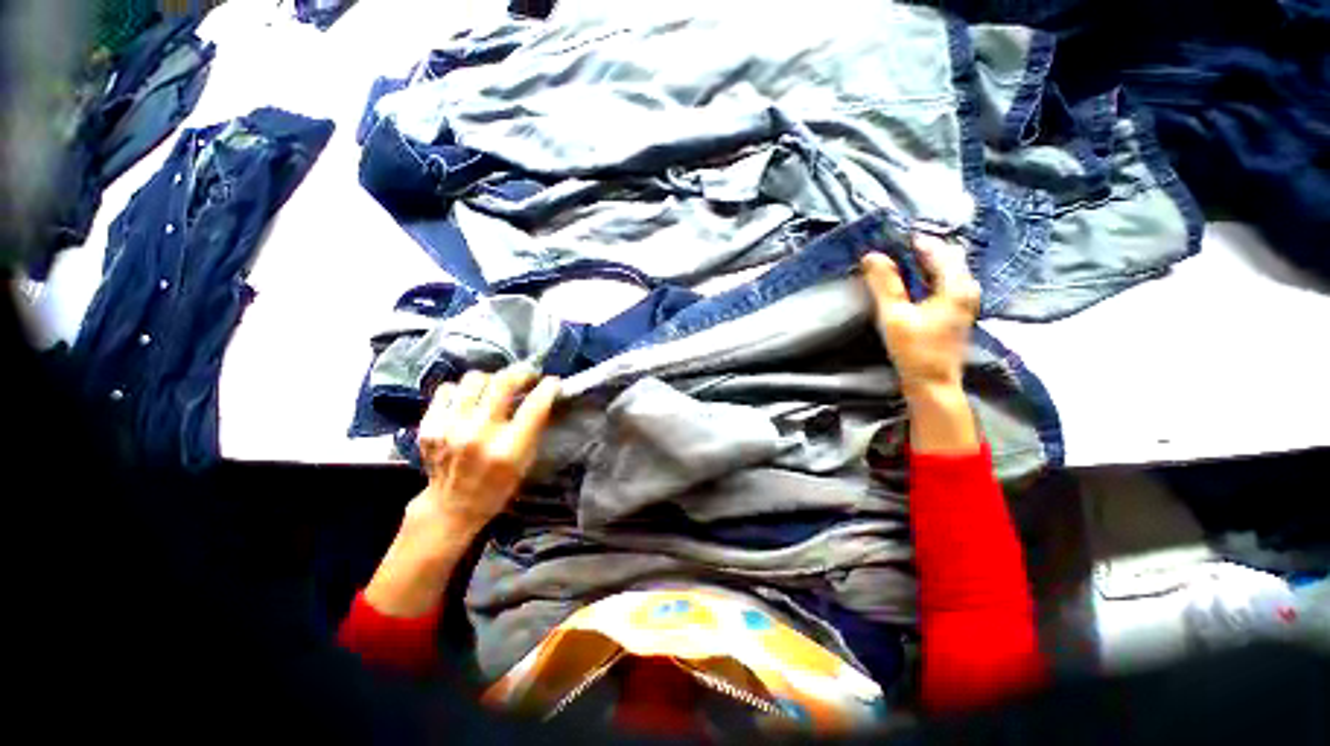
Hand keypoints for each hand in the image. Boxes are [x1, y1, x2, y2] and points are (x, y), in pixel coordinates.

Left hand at [415, 366, 560, 530]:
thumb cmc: (498, 484)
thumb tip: (543, 395)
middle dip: (521, 373)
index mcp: (508, 449)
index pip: (535, 405)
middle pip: (502, 383)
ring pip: (474, 379)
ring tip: (497, 387)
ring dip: (492, 379)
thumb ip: (533, 428)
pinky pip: (448, 389)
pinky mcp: (429, 426)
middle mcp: (478, 435)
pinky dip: (463, 390)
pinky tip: (470, 400)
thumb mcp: (526, 461)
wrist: (452, 506)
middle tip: (528, 375)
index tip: (553, 382)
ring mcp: (450, 428)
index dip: (548, 388)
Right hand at [860, 233, 981, 401]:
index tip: (886, 237)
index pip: (936, 249)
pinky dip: (925, 276)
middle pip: (944, 256)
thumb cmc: (914, 350)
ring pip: (944, 269)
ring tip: (893, 263)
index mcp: (957, 285)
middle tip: (888, 249)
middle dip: (917, 249)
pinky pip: (942, 282)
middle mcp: (967, 288)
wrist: (932, 384)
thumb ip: (884, 284)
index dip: (911, 241)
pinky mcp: (956, 311)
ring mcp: (964, 300)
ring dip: (920, 263)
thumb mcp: (894, 316)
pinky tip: (906, 282)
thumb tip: (871, 255)